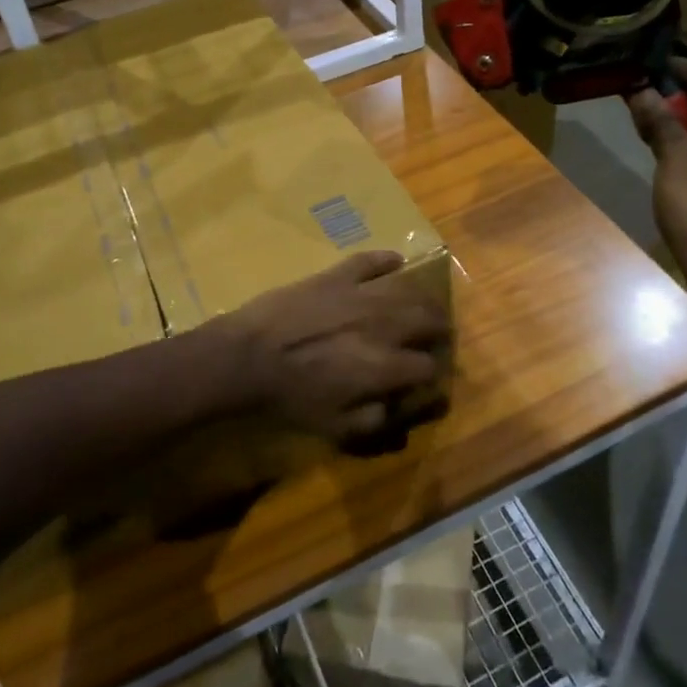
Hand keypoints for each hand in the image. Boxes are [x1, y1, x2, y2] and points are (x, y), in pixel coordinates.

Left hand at [216, 251, 449, 443]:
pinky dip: (387, 260)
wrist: (246, 358)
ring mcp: (360, 294)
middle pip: (429, 319)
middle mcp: (383, 325)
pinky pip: (370, 260)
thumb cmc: (289, 397)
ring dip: (422, 297)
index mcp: (385, 366)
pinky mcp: (336, 275)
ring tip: (422, 304)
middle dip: (439, 329)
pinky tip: (396, 262)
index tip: (427, 378)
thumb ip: (375, 420)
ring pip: (408, 288)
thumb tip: (402, 409)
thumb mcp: (335, 427)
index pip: (428, 367)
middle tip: (436, 335)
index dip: (433, 374)